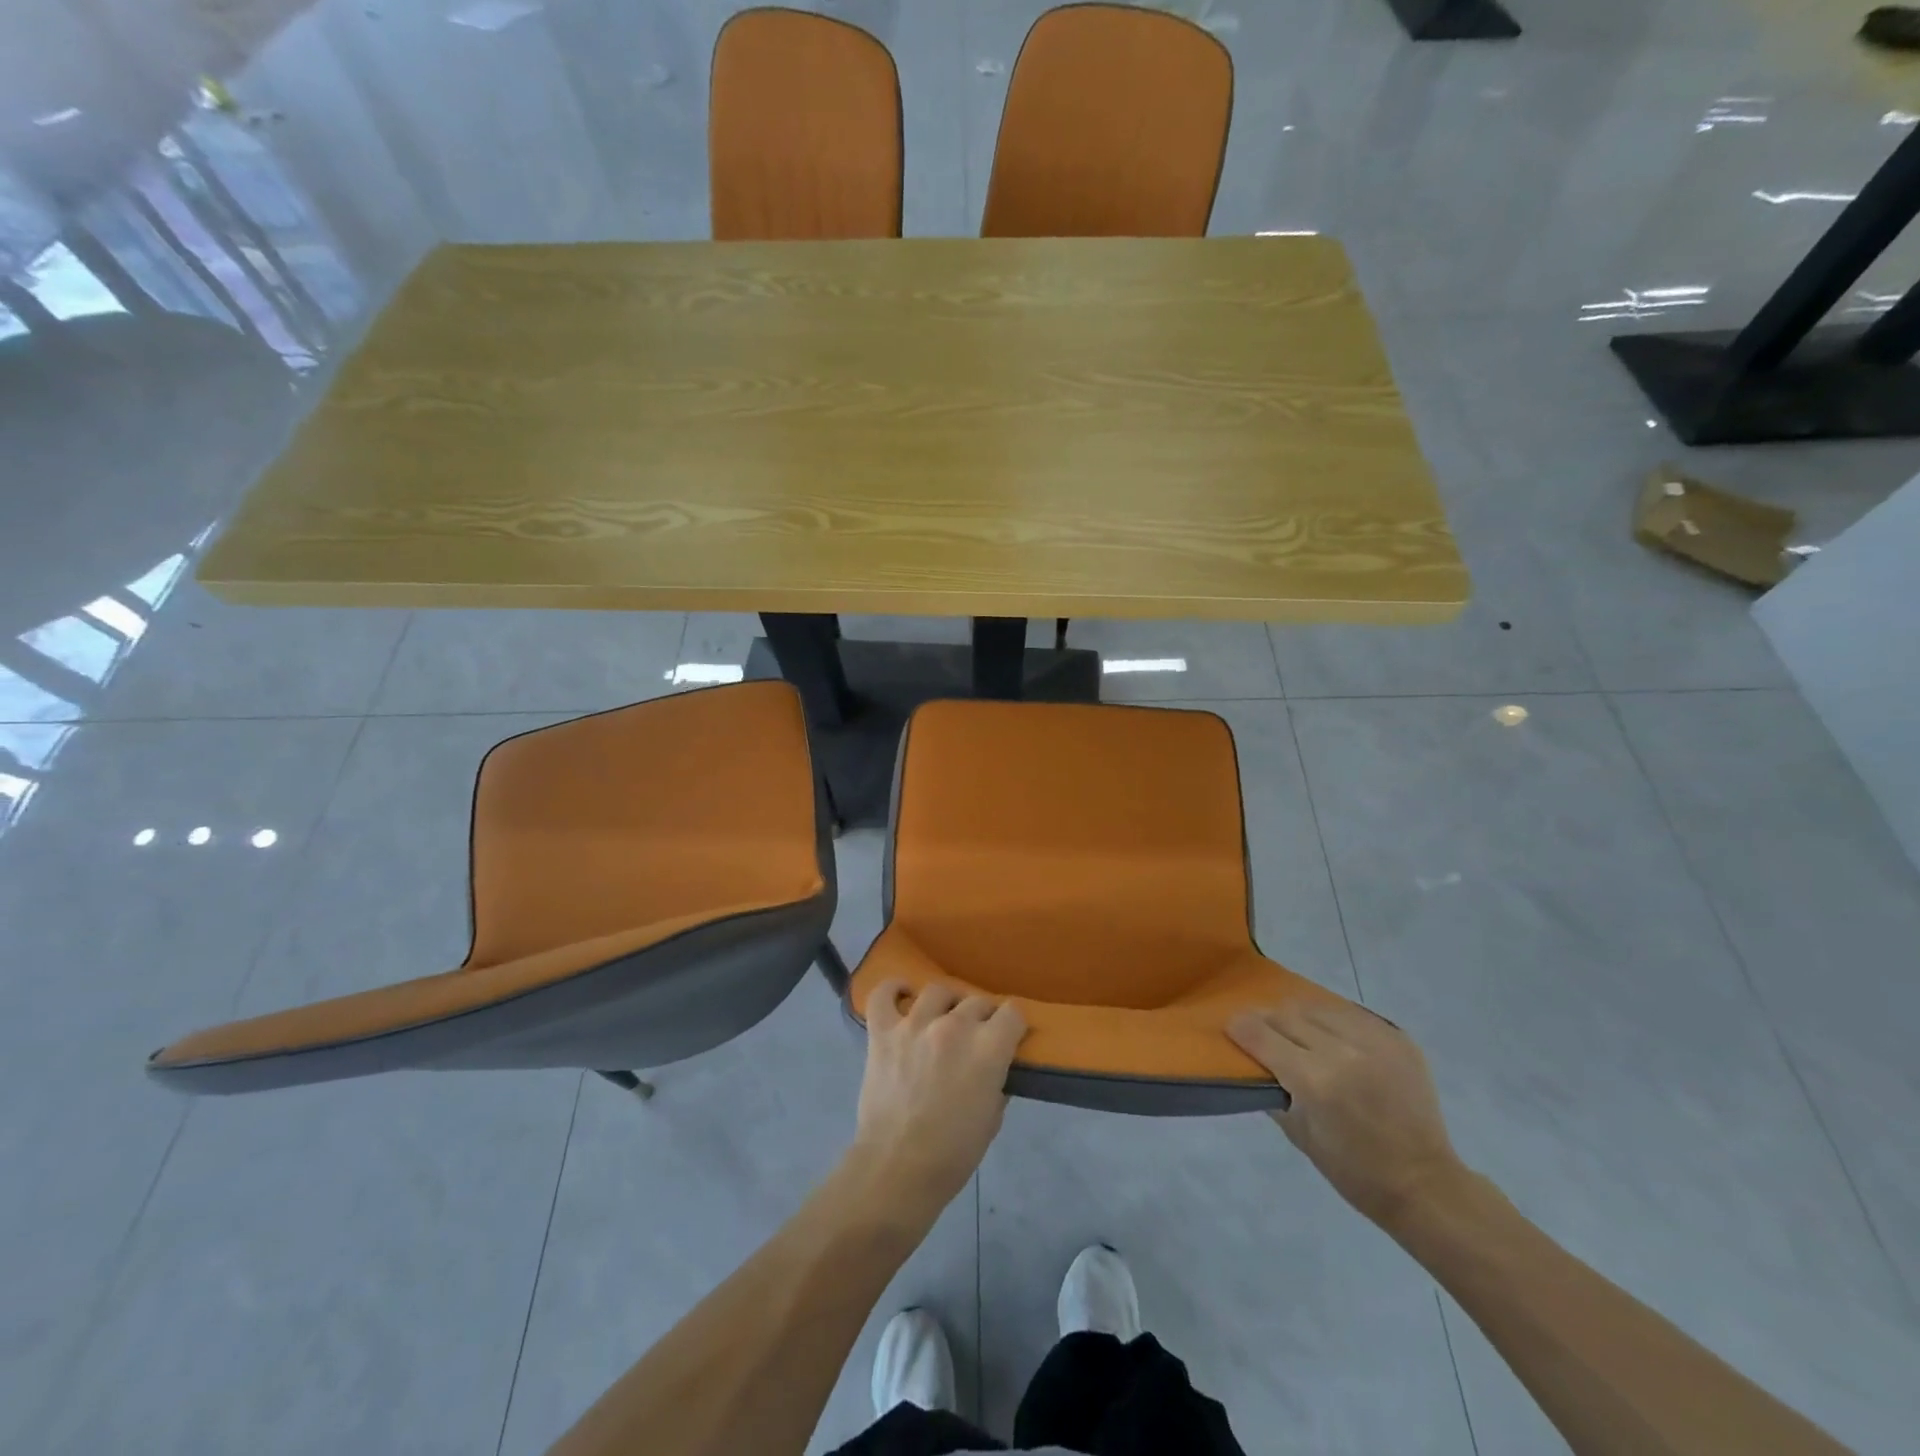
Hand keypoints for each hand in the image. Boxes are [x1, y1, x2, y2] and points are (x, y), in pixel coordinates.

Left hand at [851, 980, 1028, 1216]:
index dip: (1013, 1025)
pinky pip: (883, 995)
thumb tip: (992, 1066)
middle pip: (977, 1000)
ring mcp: (915, 1025)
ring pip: (938, 991)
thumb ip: (996, 1081)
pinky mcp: (883, 1032)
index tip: (1010, 1037)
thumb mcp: (993, 1119)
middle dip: (983, 1017)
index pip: (1012, 1013)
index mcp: (988, 1047)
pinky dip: (893, 989)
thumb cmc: (953, 1153)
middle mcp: (954, 1026)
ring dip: (946, 1004)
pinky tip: (903, 994)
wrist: (898, 1169)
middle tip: (976, 1037)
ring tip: (943, 1018)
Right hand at [1228, 999, 1464, 1229]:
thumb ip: (1273, 1090)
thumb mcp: (1299, 1135)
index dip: (1240, 1027)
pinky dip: (1334, 1021)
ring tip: (1298, 1031)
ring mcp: (1376, 1042)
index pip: (1262, 1035)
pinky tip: (1333, 1037)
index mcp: (1316, 1081)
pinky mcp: (1398, 1039)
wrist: (1426, 1185)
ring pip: (1319, 1007)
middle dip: (1268, 1020)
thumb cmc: (1354, 1171)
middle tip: (1262, 1030)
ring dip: (1301, 1016)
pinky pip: (1352, 1014)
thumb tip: (1253, 1061)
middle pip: (1288, 1014)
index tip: (1231, 1026)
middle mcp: (1344, 1052)